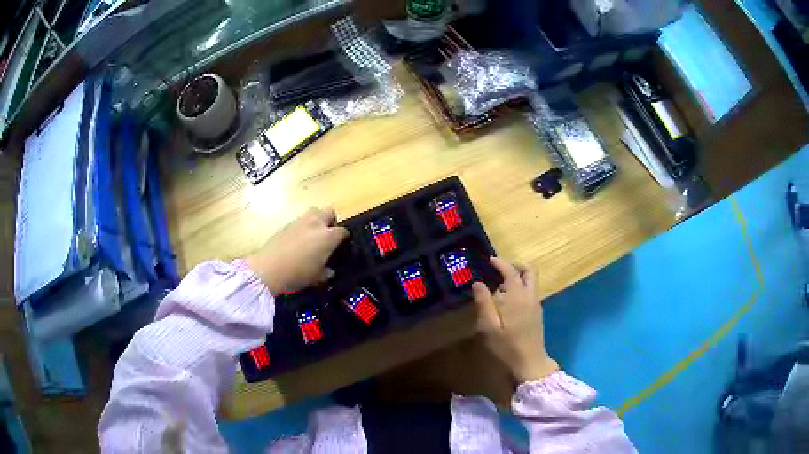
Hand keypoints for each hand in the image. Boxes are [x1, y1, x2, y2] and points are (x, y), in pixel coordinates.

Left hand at [245, 207, 348, 295]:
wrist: (268, 269)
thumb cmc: (298, 274)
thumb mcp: (317, 278)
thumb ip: (327, 272)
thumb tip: (330, 270)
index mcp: (328, 236)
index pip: (343, 231)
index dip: (343, 239)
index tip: (341, 247)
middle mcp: (316, 224)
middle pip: (329, 212)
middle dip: (330, 221)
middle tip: (328, 236)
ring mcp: (299, 222)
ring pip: (313, 212)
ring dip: (316, 221)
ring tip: (313, 236)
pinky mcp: (285, 225)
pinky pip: (299, 222)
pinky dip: (302, 228)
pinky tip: (297, 242)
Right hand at [472, 257, 558, 382]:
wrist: (530, 363)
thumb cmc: (507, 346)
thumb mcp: (489, 327)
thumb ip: (484, 303)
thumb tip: (478, 283)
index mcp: (517, 297)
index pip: (511, 272)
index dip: (501, 263)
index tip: (489, 260)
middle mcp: (530, 296)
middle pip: (530, 271)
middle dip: (515, 266)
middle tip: (499, 269)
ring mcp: (536, 304)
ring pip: (532, 281)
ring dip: (519, 276)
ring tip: (500, 284)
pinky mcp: (537, 313)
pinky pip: (531, 291)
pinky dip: (521, 286)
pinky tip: (507, 299)